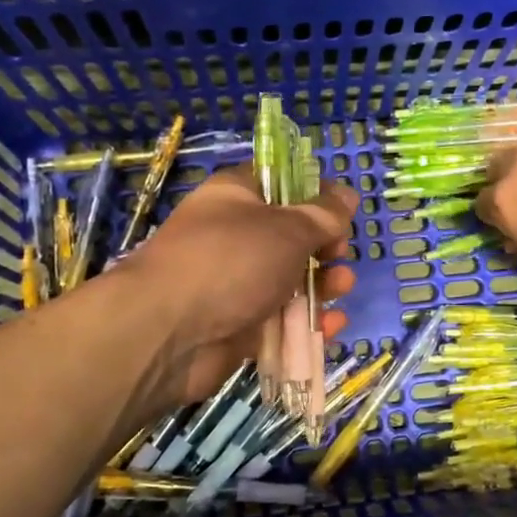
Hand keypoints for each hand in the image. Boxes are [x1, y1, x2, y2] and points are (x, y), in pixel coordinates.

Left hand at [120, 167, 355, 402]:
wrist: (169, 333)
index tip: (341, 211)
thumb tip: (348, 193)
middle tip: (339, 254)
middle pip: (290, 237)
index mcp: (236, 198)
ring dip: (321, 285)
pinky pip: (281, 321)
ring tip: (341, 288)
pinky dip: (307, 323)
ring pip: (289, 281)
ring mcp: (236, 284)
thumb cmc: (231, 260)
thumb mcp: (288, 228)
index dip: (313, 193)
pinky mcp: (239, 326)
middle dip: (323, 246)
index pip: (278, 183)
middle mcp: (235, 238)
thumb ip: (323, 214)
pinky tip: (331, 326)